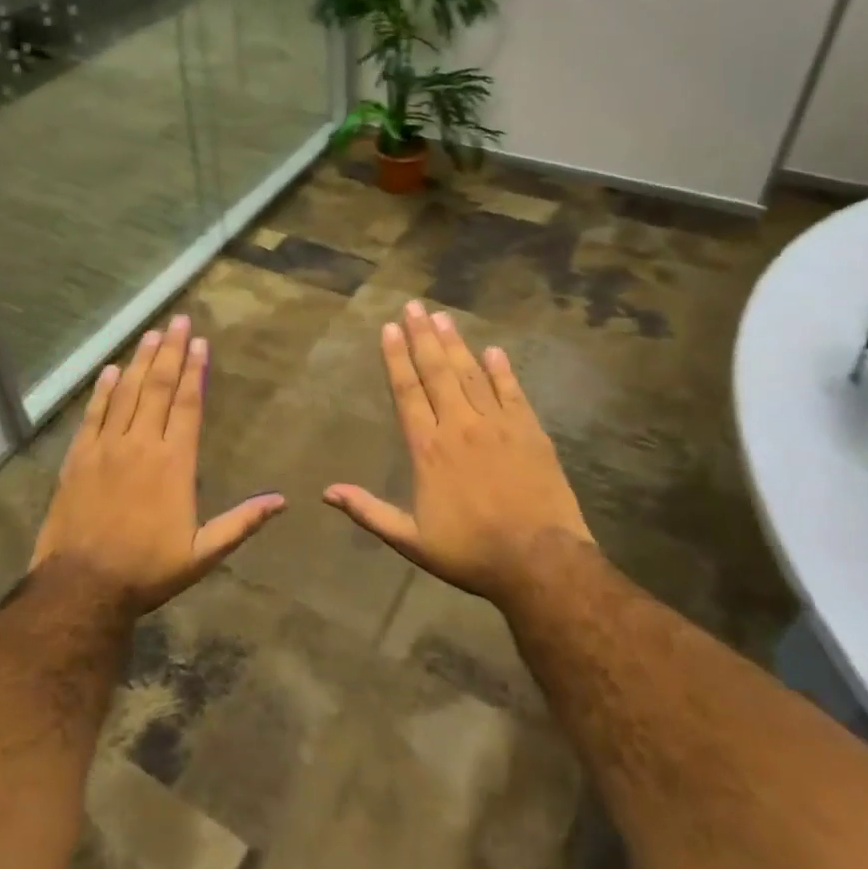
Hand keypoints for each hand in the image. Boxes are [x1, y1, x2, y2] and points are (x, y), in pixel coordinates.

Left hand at [30, 315, 284, 618]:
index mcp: (174, 463)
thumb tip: (281, 502)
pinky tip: (111, 370)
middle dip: (170, 351)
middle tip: (178, 320)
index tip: (200, 343)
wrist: (82, 586)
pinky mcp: (78, 458)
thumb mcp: (202, 554)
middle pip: (158, 388)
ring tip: (151, 334)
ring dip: (140, 361)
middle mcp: (141, 445)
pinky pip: (93, 415)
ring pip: (127, 393)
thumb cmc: (147, 570)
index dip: (195, 371)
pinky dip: (103, 390)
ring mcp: (106, 448)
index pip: (187, 405)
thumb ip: (241, 523)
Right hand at [324, 301, 593, 606]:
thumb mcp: (411, 540)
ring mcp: (498, 425)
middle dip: (422, 337)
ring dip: (455, 344)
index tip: (389, 328)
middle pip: (438, 372)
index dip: (396, 358)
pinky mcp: (530, 431)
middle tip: (413, 306)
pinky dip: (502, 370)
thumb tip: (327, 492)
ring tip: (442, 317)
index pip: (407, 392)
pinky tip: (493, 351)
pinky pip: (512, 392)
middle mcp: (460, 426)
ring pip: (471, 374)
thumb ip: (369, 511)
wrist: (540, 562)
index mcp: (429, 449)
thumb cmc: (471, 552)